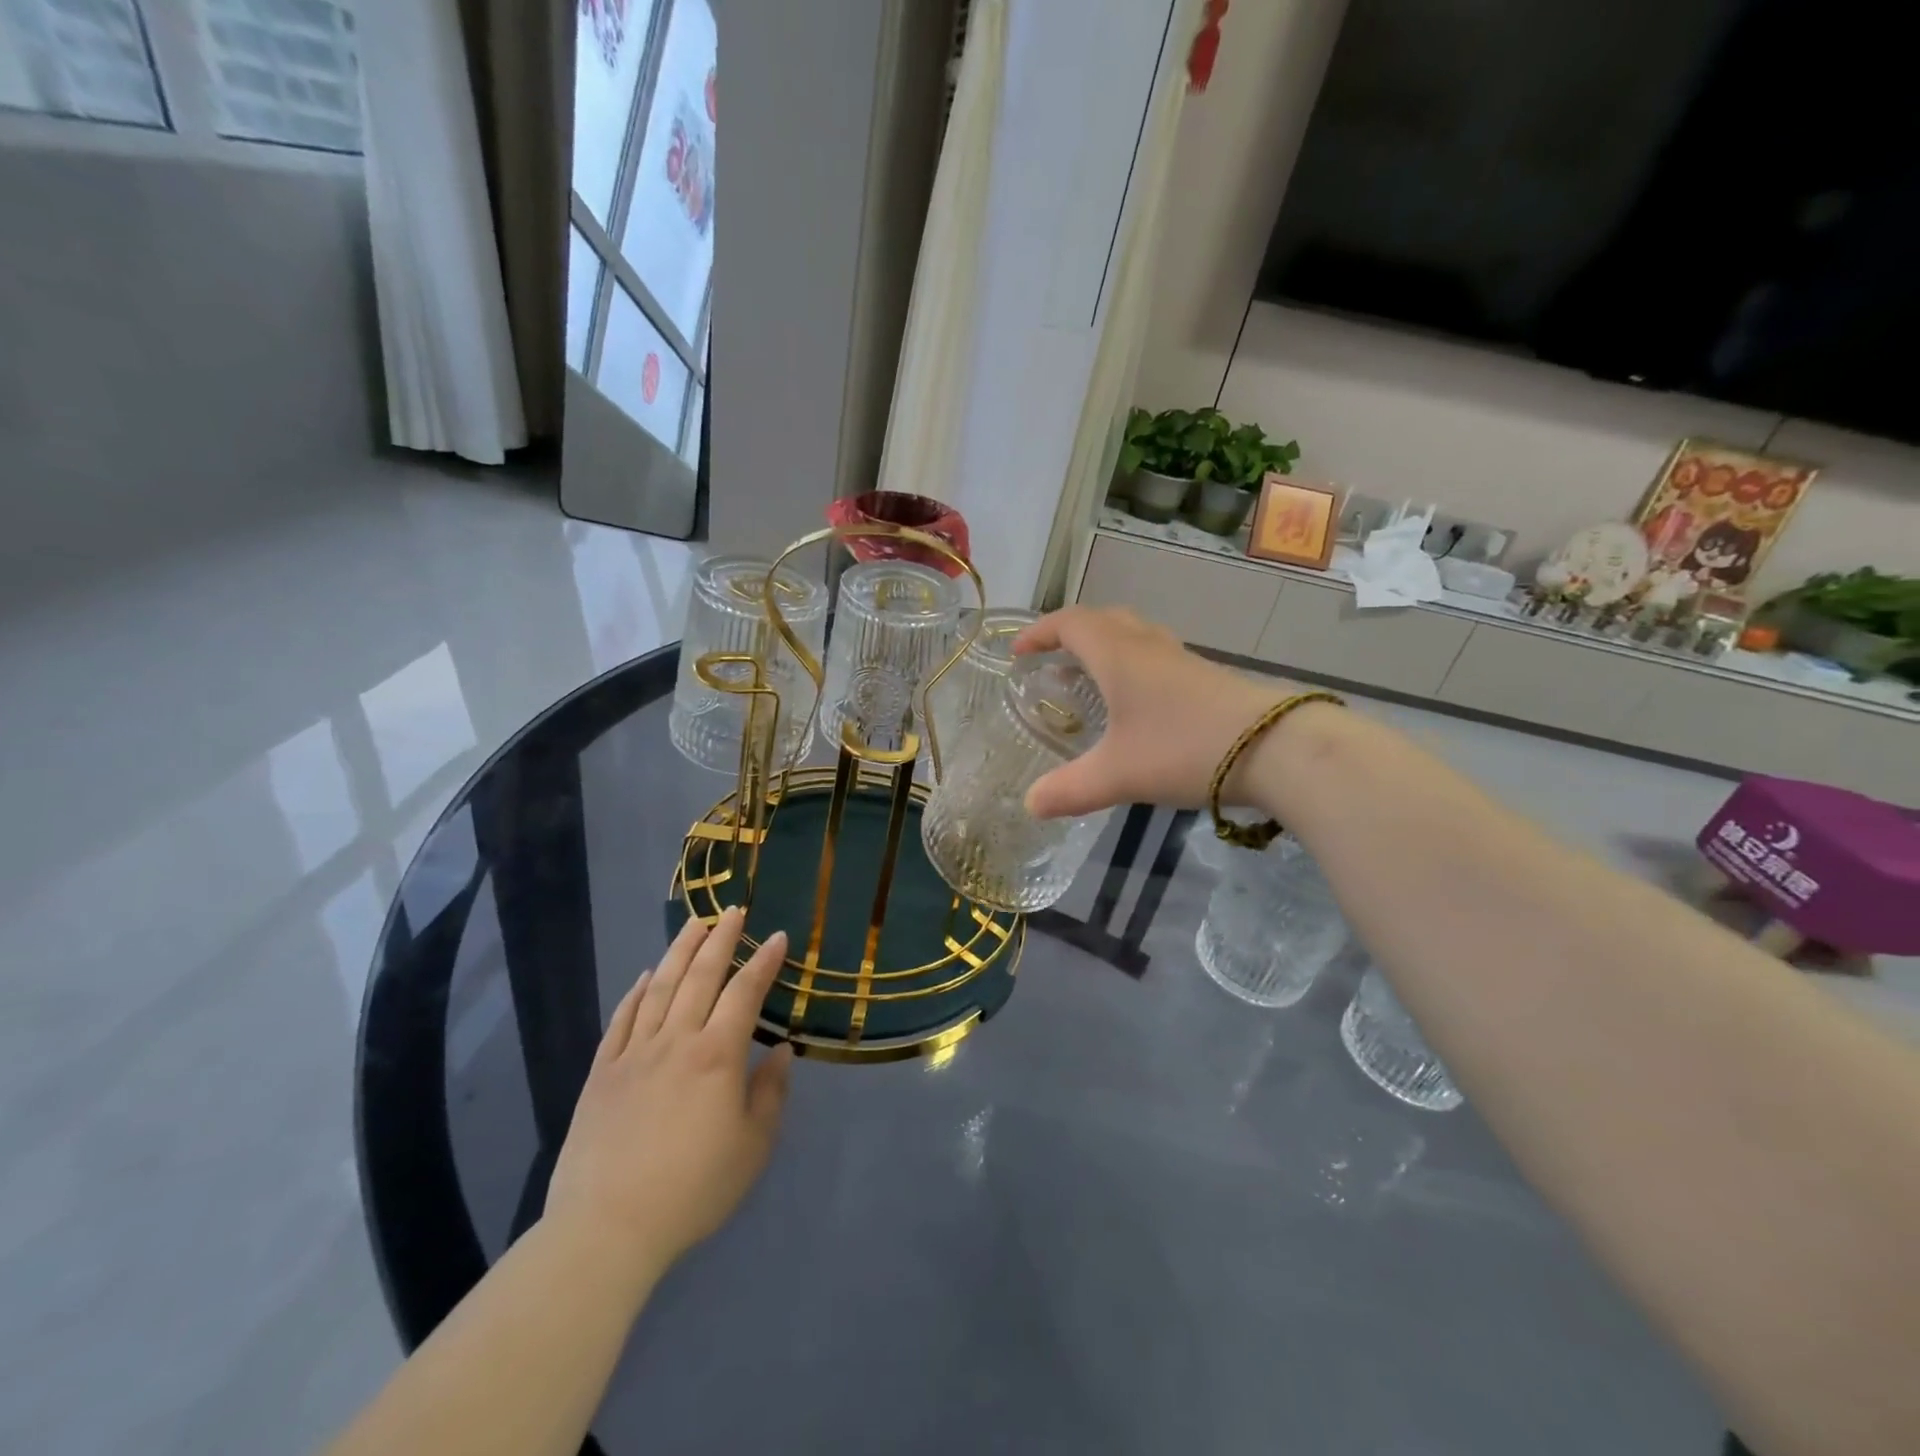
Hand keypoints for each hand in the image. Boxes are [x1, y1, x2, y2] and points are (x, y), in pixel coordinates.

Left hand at [544, 909, 793, 1281]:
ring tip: (694, 924)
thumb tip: (783, 1050)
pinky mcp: (602, 1073)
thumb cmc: (692, 1189)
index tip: (777, 936)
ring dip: (679, 951)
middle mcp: (676, 1040)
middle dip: (720, 939)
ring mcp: (634, 1054)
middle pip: (700, 976)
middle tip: (733, 911)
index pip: (745, 992)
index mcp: (717, 1055)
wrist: (607, 1229)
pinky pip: (621, 1020)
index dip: (763, 962)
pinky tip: (645, 976)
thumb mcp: (752, 1148)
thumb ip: (771, 1093)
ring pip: (659, 987)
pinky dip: (635, 992)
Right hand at [1014, 606, 1293, 817]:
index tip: (1018, 653)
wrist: (1276, 747)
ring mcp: (1180, 660)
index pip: (1070, 624)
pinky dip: (1130, 665)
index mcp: (1118, 655)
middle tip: (1050, 661)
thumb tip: (1029, 804)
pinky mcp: (1204, 678)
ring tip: (1086, 679)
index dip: (1039, 633)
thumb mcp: (1117, 775)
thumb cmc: (1184, 749)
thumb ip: (1069, 789)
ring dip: (1103, 647)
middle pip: (1102, 621)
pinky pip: (1154, 656)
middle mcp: (1147, 646)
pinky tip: (1134, 704)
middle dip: (1070, 634)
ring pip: (1133, 636)